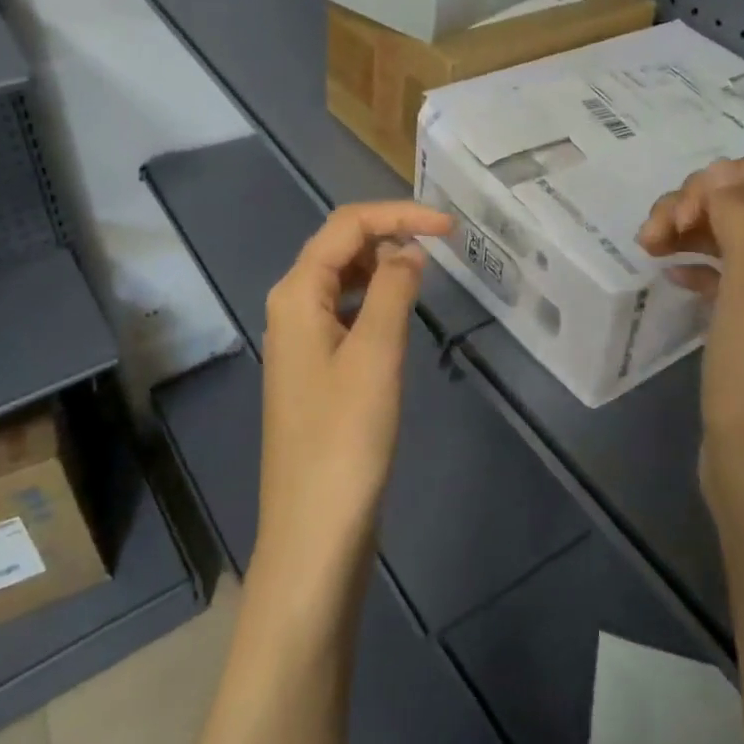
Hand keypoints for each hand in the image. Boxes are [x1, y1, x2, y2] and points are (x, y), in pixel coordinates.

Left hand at [256, 201, 452, 583]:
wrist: (315, 529)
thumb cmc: (346, 438)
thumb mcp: (376, 354)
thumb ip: (392, 289)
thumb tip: (408, 250)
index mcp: (297, 294)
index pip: (346, 226)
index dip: (399, 214)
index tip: (450, 227)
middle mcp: (292, 307)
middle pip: (340, 246)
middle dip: (389, 233)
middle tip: (443, 245)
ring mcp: (302, 339)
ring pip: (343, 279)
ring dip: (383, 265)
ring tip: (427, 271)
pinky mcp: (317, 368)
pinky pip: (347, 312)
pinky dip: (376, 299)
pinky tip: (401, 312)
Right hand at [637, 158, 743, 523]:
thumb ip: (741, 223)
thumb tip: (719, 171)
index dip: (706, 187)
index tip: (672, 224)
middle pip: (736, 202)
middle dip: (687, 207)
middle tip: (649, 240)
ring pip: (722, 234)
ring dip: (684, 231)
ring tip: (648, 252)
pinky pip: (717, 270)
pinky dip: (691, 263)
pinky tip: (669, 277)